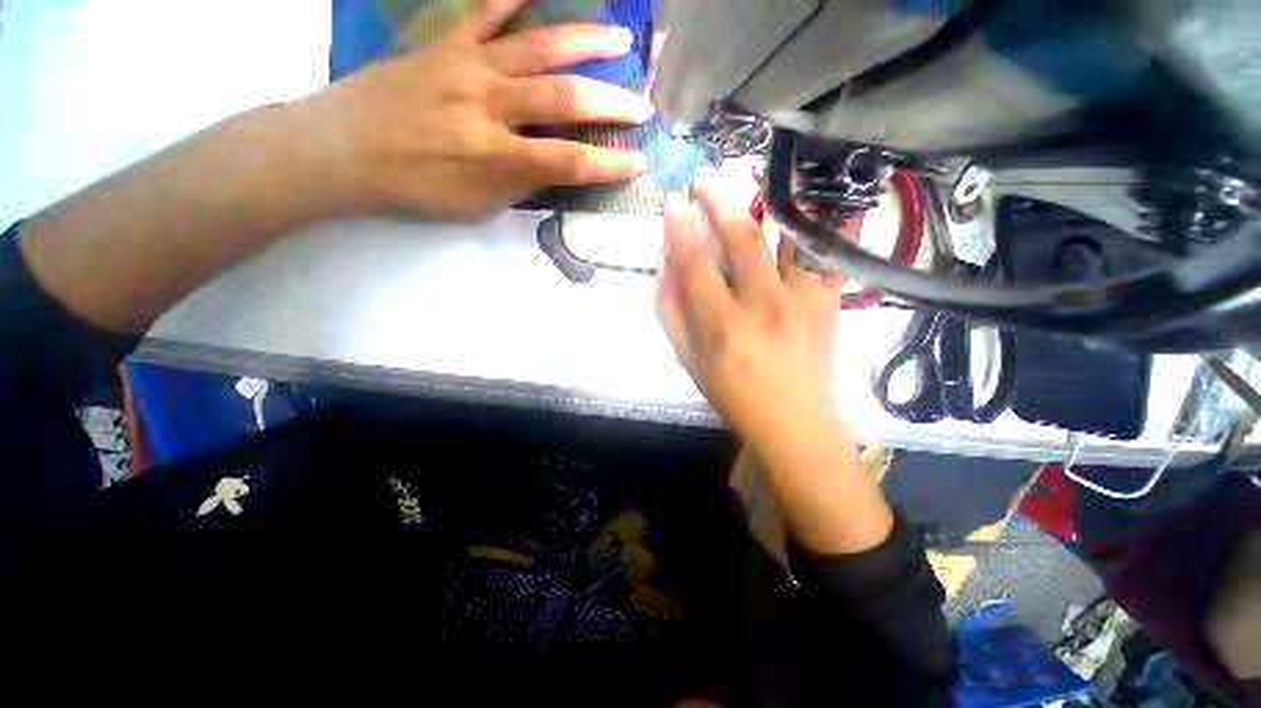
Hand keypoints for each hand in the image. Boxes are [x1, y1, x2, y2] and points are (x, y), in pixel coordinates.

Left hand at [294, 0, 651, 219]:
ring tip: (621, 42)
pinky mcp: (445, 43)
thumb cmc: (416, 188)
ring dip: (586, 44)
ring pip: (539, 48)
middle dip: (612, 105)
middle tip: (644, 106)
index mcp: (497, 157)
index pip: (570, 162)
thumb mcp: (478, 205)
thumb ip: (521, 184)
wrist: (343, 150)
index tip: (638, 163)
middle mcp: (489, 106)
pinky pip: (485, 11)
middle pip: (565, 100)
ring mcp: (468, 67)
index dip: (609, 164)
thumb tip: (555, 166)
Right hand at [658, 170, 894, 553]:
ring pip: (791, 237)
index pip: (696, 266)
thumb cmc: (732, 393)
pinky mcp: (829, 302)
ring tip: (763, 173)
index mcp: (724, 326)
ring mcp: (804, 300)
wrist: (793, 421)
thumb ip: (672, 312)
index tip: (671, 202)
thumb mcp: (688, 360)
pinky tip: (834, 197)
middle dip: (720, 201)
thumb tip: (667, 265)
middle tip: (705, 177)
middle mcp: (765, 306)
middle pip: (743, 240)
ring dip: (774, 200)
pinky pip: (835, 254)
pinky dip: (837, 222)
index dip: (680, 230)